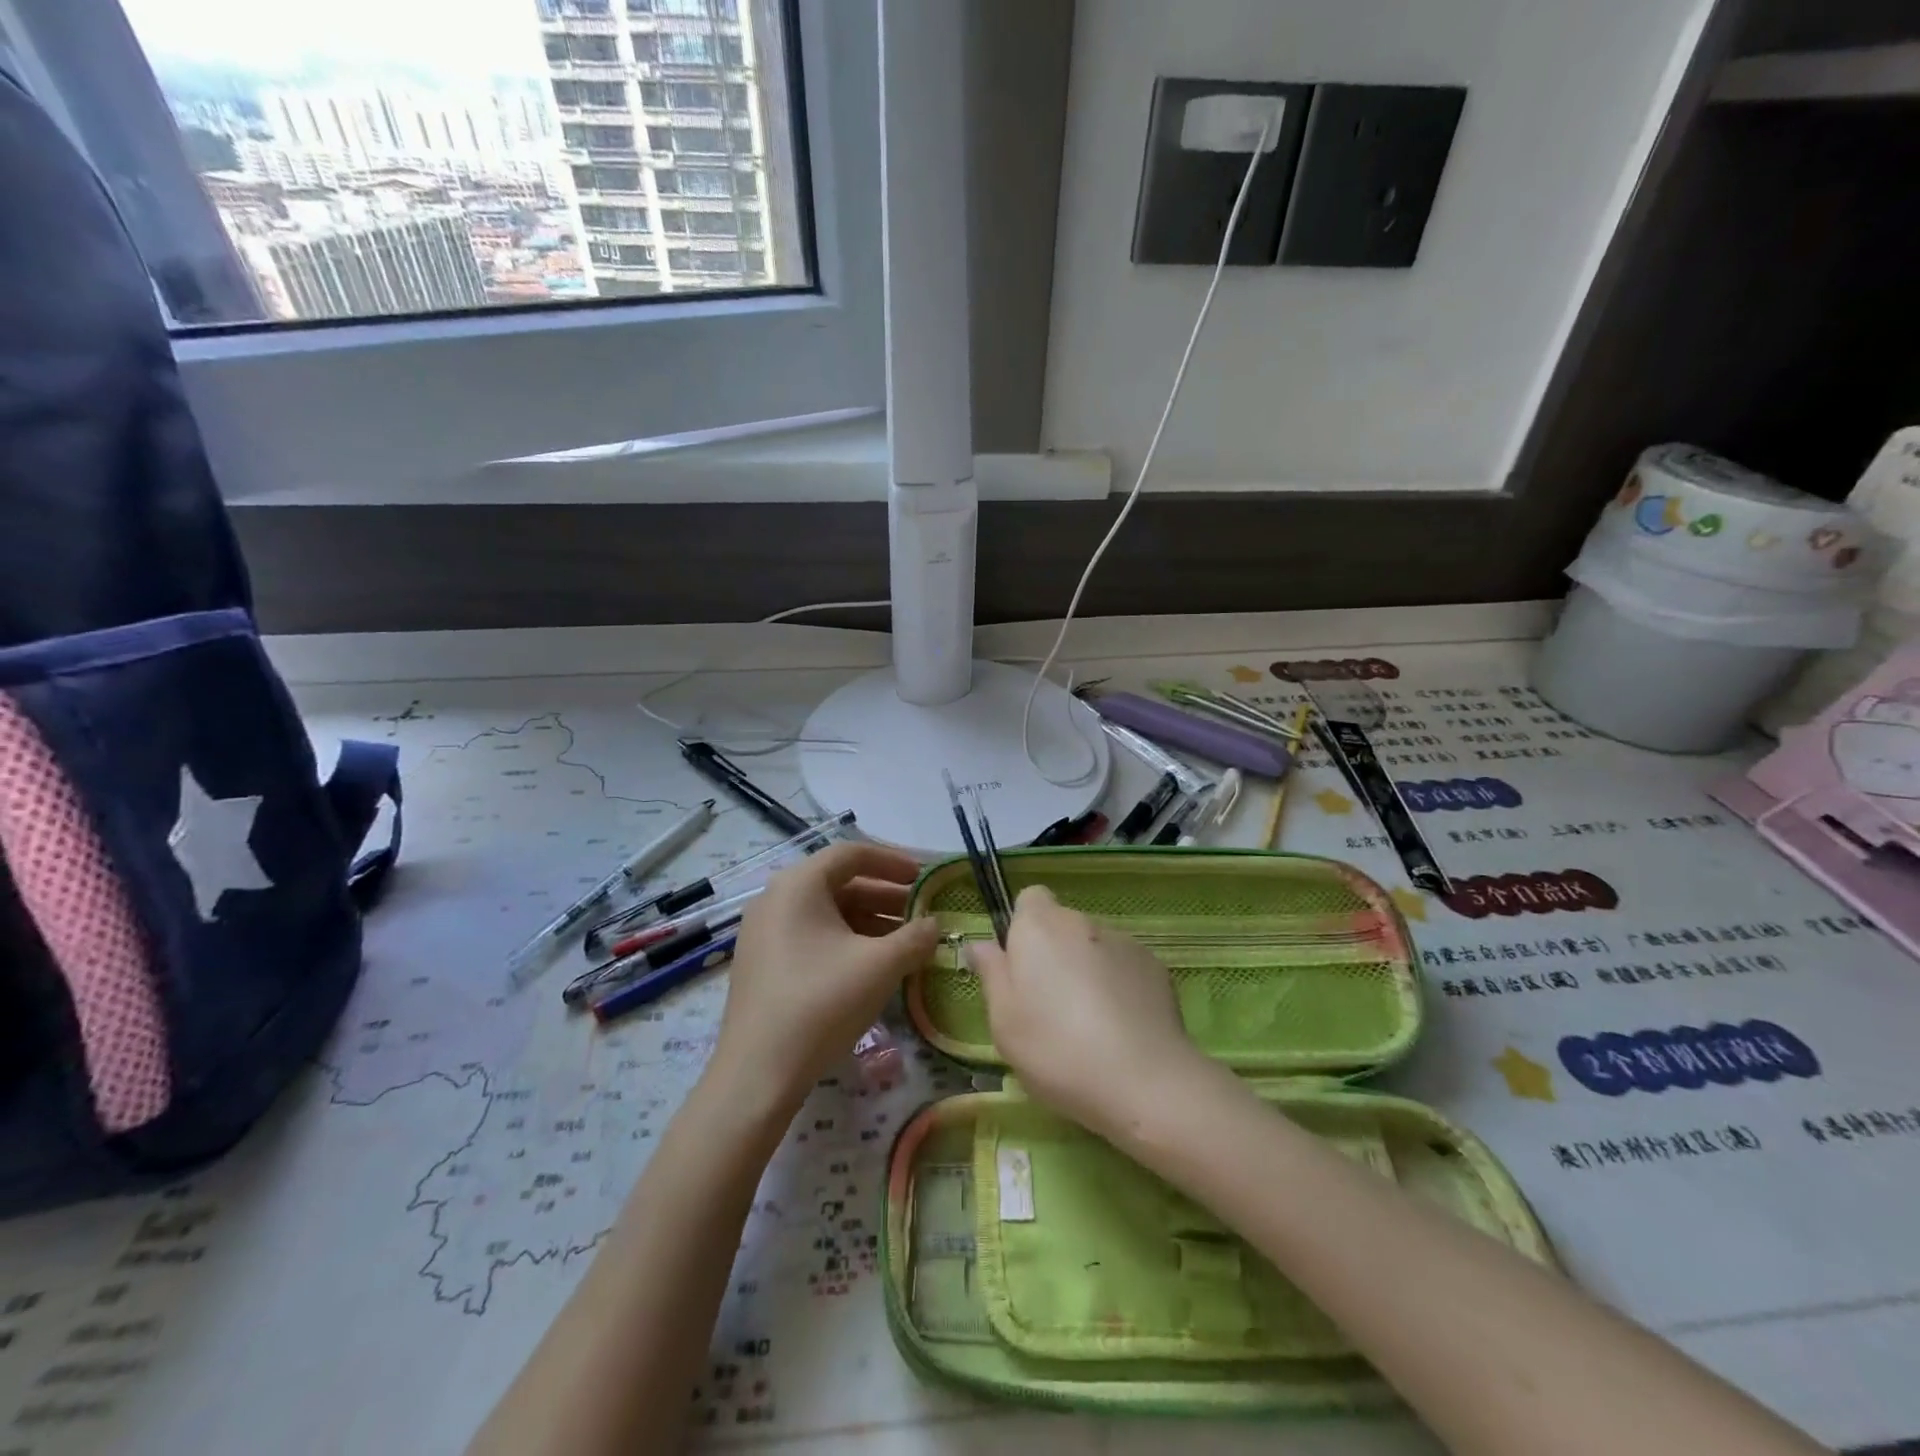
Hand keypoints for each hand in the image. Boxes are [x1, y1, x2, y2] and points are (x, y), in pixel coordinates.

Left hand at [709, 842, 939, 1108]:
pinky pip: (811, 935)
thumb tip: (935, 925)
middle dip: (885, 896)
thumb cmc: (821, 1003)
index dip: (893, 861)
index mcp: (799, 885)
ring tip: (904, 943)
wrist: (758, 1073)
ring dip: (868, 921)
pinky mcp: (763, 962)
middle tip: (920, 914)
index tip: (924, 878)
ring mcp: (764, 932)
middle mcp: (776, 898)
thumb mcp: (880, 966)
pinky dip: (845, 940)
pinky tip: (871, 966)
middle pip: (839, 883)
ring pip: (826, 912)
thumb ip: (916, 937)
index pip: (852, 853)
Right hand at [965, 884, 1212, 1142]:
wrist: (1144, 1081)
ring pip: (1093, 946)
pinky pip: (1124, 966)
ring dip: (1087, 969)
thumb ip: (991, 973)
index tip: (1020, 967)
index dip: (1022, 927)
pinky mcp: (1155, 966)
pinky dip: (1118, 985)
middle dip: (1053, 953)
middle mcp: (1081, 922)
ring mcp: (1123, 941)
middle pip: (1061, 925)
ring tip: (1089, 1024)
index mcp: (1039, 927)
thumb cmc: (1056, 1049)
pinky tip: (1121, 1029)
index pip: (1029, 898)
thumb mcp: (1003, 1021)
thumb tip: (980, 944)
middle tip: (1048, 1005)